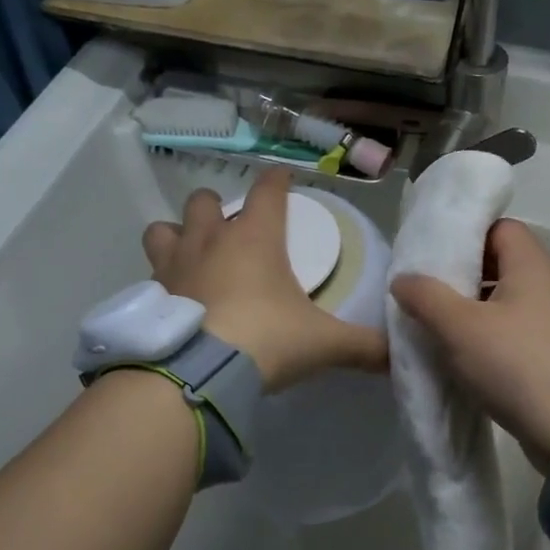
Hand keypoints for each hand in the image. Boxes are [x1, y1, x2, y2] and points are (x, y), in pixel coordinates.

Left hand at [142, 169, 386, 392]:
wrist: (201, 373)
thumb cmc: (267, 339)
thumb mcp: (323, 343)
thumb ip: (363, 346)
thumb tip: (399, 356)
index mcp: (255, 238)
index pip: (268, 191)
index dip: (277, 180)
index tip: (282, 176)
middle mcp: (210, 241)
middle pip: (205, 201)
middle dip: (217, 207)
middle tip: (230, 228)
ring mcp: (174, 265)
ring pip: (163, 229)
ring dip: (177, 235)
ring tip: (191, 254)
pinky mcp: (150, 295)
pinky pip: (150, 274)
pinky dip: (161, 281)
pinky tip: (174, 300)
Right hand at [390, 219, 549, 471]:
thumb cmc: (517, 366)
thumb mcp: (460, 328)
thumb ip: (426, 297)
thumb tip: (402, 278)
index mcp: (533, 266)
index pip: (500, 227)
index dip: (466, 235)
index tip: (433, 255)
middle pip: (503, 265)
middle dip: (463, 276)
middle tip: (427, 293)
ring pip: (509, 303)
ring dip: (476, 312)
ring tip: (439, 327)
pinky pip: (518, 334)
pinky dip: (493, 339)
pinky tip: (467, 359)